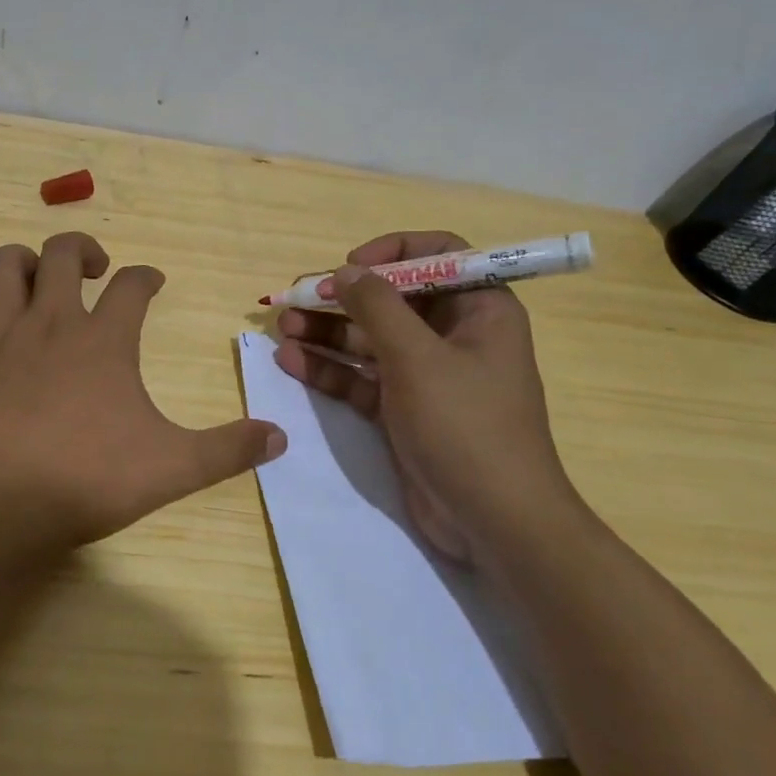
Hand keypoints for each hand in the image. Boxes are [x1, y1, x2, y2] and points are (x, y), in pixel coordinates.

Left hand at [0, 232, 286, 564]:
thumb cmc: (84, 484)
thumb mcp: (171, 469)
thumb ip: (227, 450)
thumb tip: (280, 437)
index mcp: (103, 341)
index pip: (133, 286)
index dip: (146, 277)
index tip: (152, 282)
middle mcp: (49, 322)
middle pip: (64, 254)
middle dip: (84, 249)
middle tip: (96, 269)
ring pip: (4, 265)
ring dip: (25, 258)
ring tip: (38, 274)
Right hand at [273, 230, 573, 565]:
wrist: (493, 522)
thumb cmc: (465, 426)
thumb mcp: (418, 358)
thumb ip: (377, 307)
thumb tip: (345, 270)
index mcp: (479, 310)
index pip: (438, 256)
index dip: (392, 253)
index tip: (351, 265)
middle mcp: (453, 335)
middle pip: (392, 299)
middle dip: (343, 297)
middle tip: (296, 296)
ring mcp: (425, 374)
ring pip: (370, 339)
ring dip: (327, 331)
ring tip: (282, 326)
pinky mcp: (402, 409)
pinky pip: (361, 377)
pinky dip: (329, 369)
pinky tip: (290, 360)